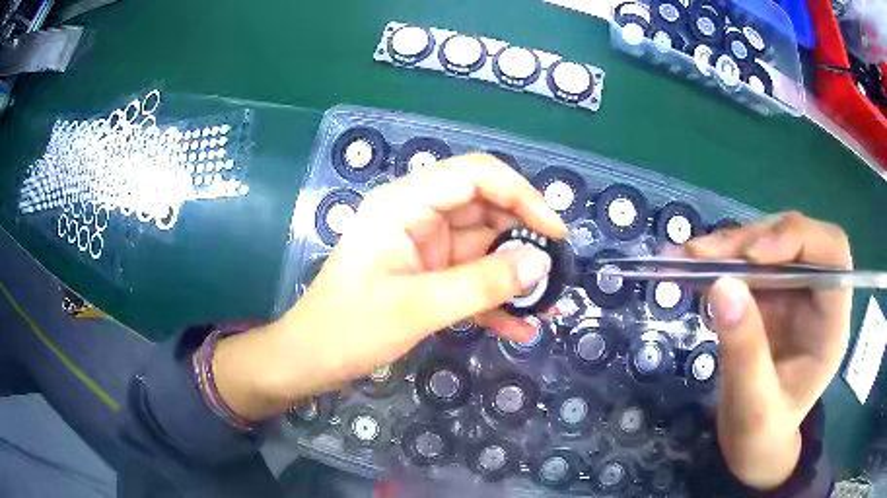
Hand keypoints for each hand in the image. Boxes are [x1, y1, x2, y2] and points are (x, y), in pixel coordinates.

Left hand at [212, 154, 567, 419]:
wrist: (309, 360)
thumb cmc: (349, 330)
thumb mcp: (417, 308)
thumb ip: (482, 284)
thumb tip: (541, 263)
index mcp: (405, 204)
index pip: (476, 175)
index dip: (522, 196)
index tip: (555, 233)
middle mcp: (417, 216)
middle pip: (485, 209)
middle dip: (524, 240)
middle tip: (557, 276)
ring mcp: (423, 247)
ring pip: (483, 247)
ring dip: (514, 275)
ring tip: (548, 306)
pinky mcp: (426, 275)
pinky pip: (469, 277)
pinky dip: (493, 299)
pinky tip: (519, 327)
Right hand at [685, 212, 851, 489]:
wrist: (752, 446)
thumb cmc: (761, 436)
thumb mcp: (753, 407)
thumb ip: (745, 351)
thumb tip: (722, 285)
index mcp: (831, 323)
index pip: (831, 253)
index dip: (796, 239)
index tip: (751, 257)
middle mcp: (817, 297)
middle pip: (796, 239)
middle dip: (751, 240)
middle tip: (703, 255)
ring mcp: (794, 293)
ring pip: (769, 243)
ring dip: (730, 245)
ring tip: (688, 257)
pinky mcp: (771, 295)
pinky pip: (748, 262)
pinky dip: (720, 259)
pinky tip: (692, 265)